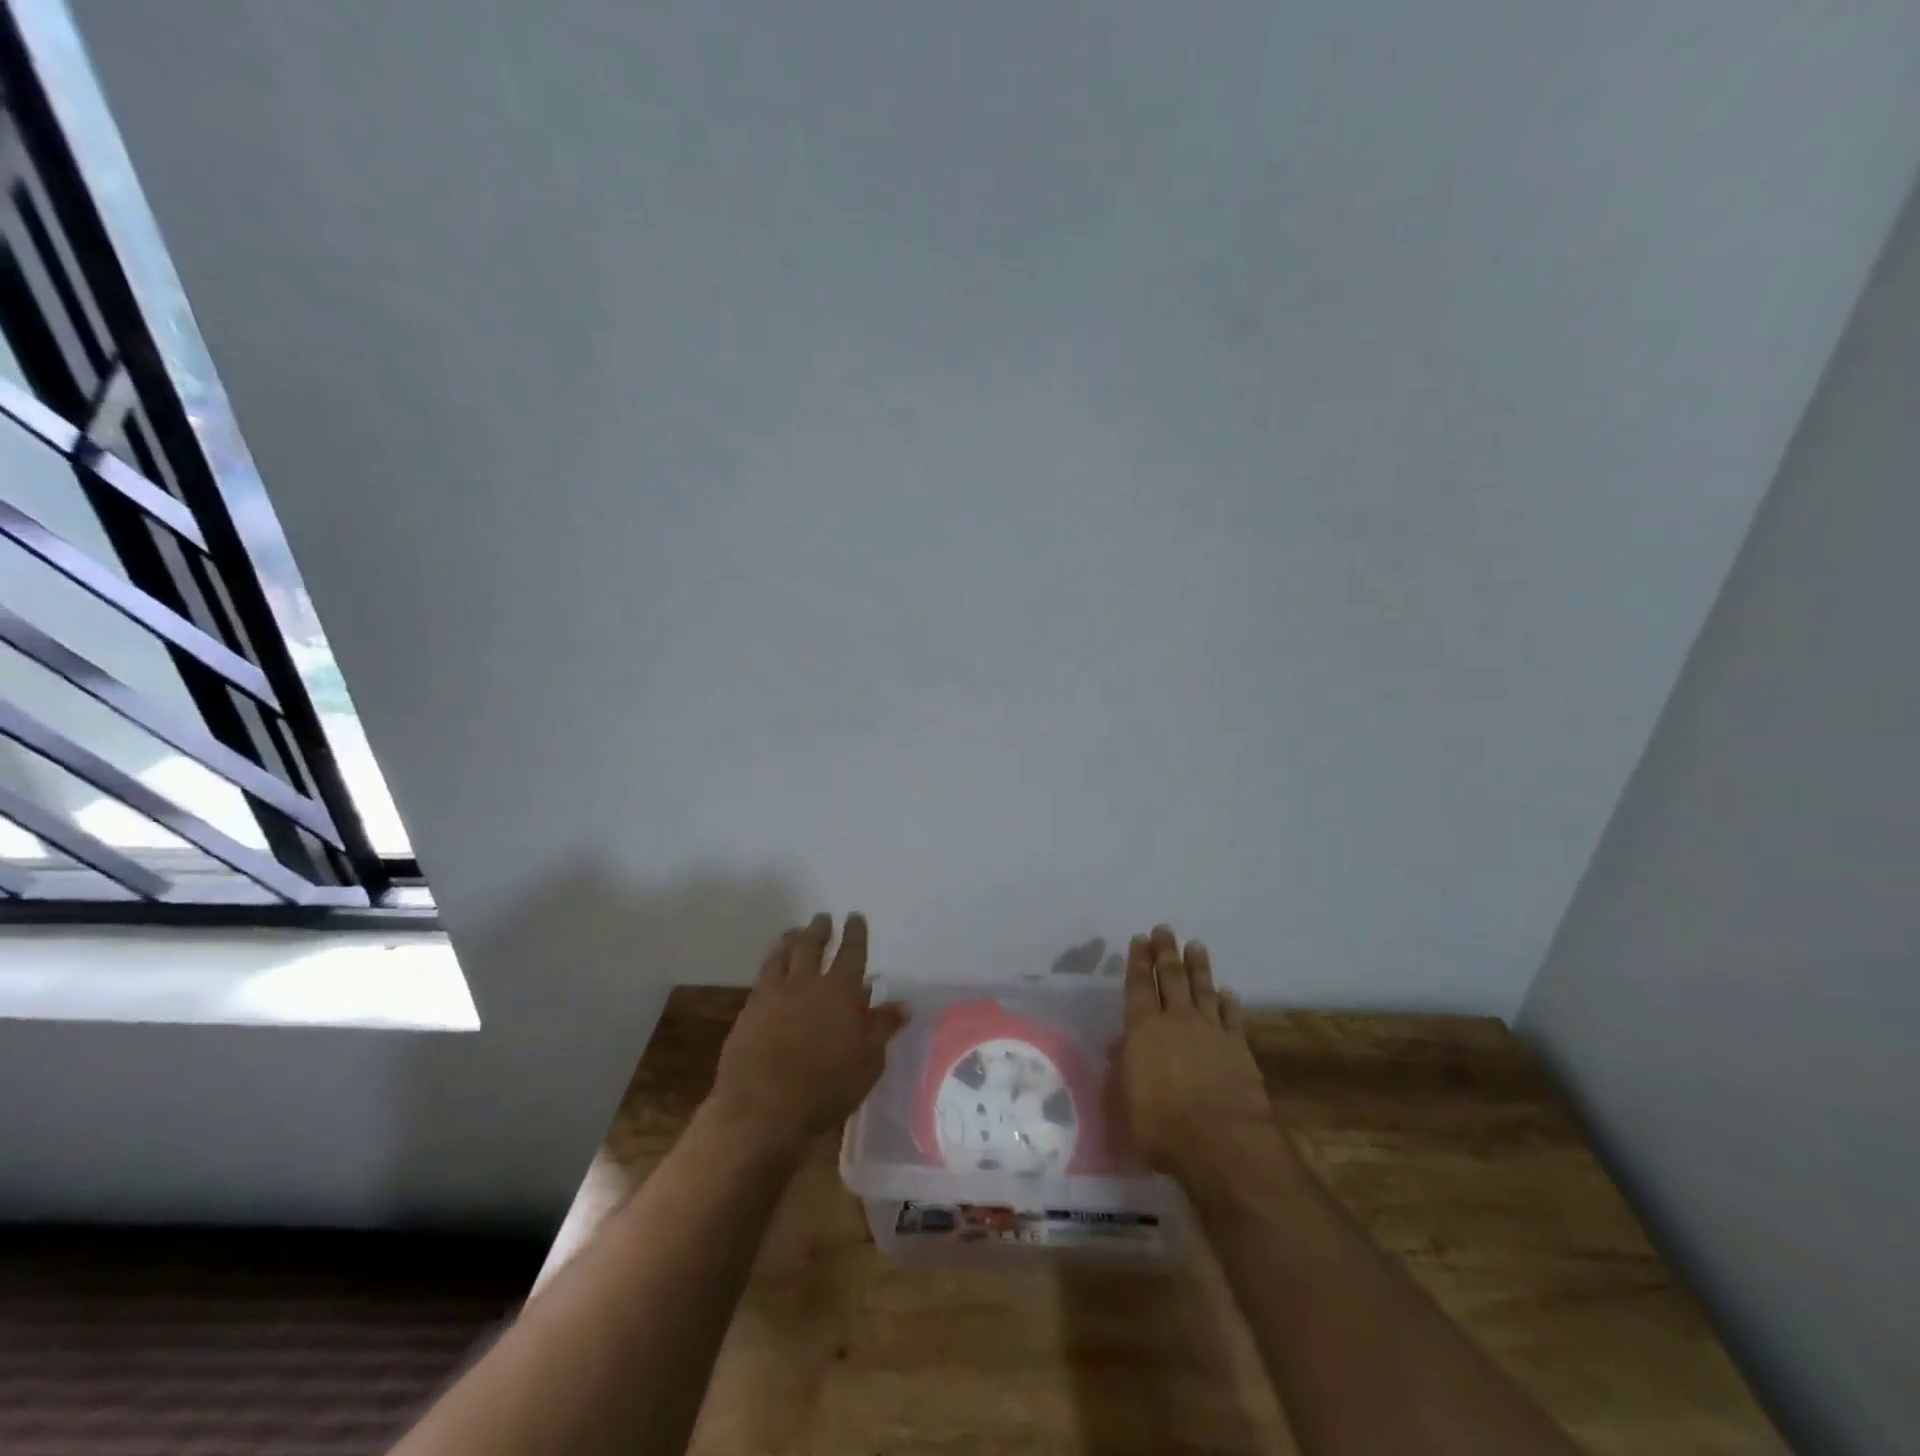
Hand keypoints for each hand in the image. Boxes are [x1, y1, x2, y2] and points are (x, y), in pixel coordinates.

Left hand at [707, 912, 908, 1158]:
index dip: (855, 933)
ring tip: (794, 933)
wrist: (761, 1110)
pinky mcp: (748, 1012)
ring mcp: (773, 995)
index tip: (855, 917)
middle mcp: (805, 984)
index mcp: (839, 991)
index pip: (851, 952)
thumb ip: (882, 1028)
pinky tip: (771, 970)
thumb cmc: (825, 1088)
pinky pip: (762, 977)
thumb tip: (901, 1005)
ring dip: (790, 941)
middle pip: (812, 945)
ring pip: (782, 956)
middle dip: (820, 929)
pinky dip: (771, 965)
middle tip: (823, 918)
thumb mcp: (867, 1062)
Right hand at [1120, 925, 1290, 1189]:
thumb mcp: (1127, 1100)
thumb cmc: (1162, 1127)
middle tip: (1165, 930)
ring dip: (1198, 967)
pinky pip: (1232, 1017)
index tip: (1140, 939)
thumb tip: (1124, 1047)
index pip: (1138, 986)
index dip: (1138, 961)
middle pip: (1171, 977)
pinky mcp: (1239, 1048)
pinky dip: (1229, 1002)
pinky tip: (1228, 992)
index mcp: (1144, 1030)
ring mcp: (1211, 1032)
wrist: (1222, 1142)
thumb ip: (1126, 1068)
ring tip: (1196, 946)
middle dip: (1166, 952)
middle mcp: (1177, 1021)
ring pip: (1203, 989)